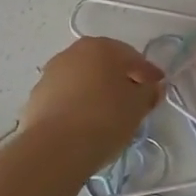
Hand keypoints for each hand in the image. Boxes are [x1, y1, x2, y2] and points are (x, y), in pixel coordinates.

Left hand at [18, 37, 164, 171]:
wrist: (54, 149)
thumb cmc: (104, 118)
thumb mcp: (137, 106)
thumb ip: (148, 92)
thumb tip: (152, 88)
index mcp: (101, 47)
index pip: (132, 57)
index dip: (148, 73)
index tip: (158, 88)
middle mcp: (73, 52)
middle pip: (104, 64)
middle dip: (120, 79)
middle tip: (134, 100)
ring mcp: (51, 74)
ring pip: (83, 79)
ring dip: (96, 91)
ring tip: (108, 115)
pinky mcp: (36, 97)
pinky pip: (66, 96)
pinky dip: (78, 104)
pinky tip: (85, 123)